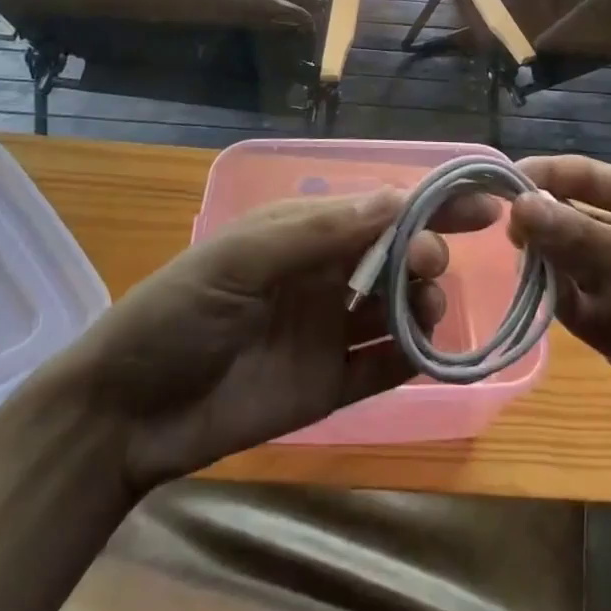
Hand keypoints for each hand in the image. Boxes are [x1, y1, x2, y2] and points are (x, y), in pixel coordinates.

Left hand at [66, 189, 494, 494]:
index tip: (484, 204)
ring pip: (398, 309)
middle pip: (398, 255)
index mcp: (306, 231)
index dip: (431, 202)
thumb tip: (397, 199)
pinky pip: (384, 368)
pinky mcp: (330, 385)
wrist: (127, 412)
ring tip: (423, 314)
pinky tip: (429, 356)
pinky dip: (412, 360)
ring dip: (423, 305)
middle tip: (429, 267)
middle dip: (425, 253)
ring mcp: (330, 330)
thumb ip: (319, 232)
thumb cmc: (180, 311)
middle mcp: (326, 274)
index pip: (381, 208)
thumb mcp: (242, 258)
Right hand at [508, 156, 610, 474]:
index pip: (585, 176)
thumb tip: (520, 204)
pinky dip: (550, 301)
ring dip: (541, 261)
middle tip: (503, 232)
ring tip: (516, 265)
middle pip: (569, 217)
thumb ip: (587, 238)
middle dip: (539, 220)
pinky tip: (532, 297)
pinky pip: (571, 306)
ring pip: (565, 262)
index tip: (498, 185)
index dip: (544, 176)